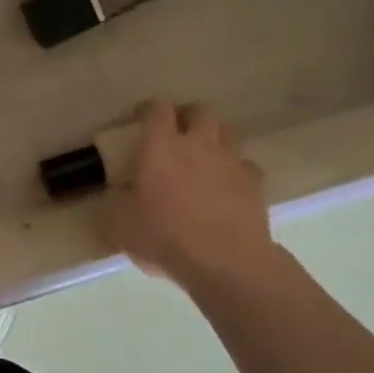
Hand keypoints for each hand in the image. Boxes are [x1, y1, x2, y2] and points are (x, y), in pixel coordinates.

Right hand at [109, 100, 283, 287]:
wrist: (226, 263)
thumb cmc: (165, 238)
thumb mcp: (121, 223)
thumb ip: (118, 199)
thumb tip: (120, 190)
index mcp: (160, 147)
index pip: (157, 109)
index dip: (149, 109)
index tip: (141, 118)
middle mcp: (198, 144)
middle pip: (199, 111)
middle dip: (187, 117)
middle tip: (176, 134)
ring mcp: (231, 161)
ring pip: (226, 133)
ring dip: (213, 139)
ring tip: (203, 159)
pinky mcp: (256, 183)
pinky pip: (245, 165)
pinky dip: (235, 170)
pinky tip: (227, 188)